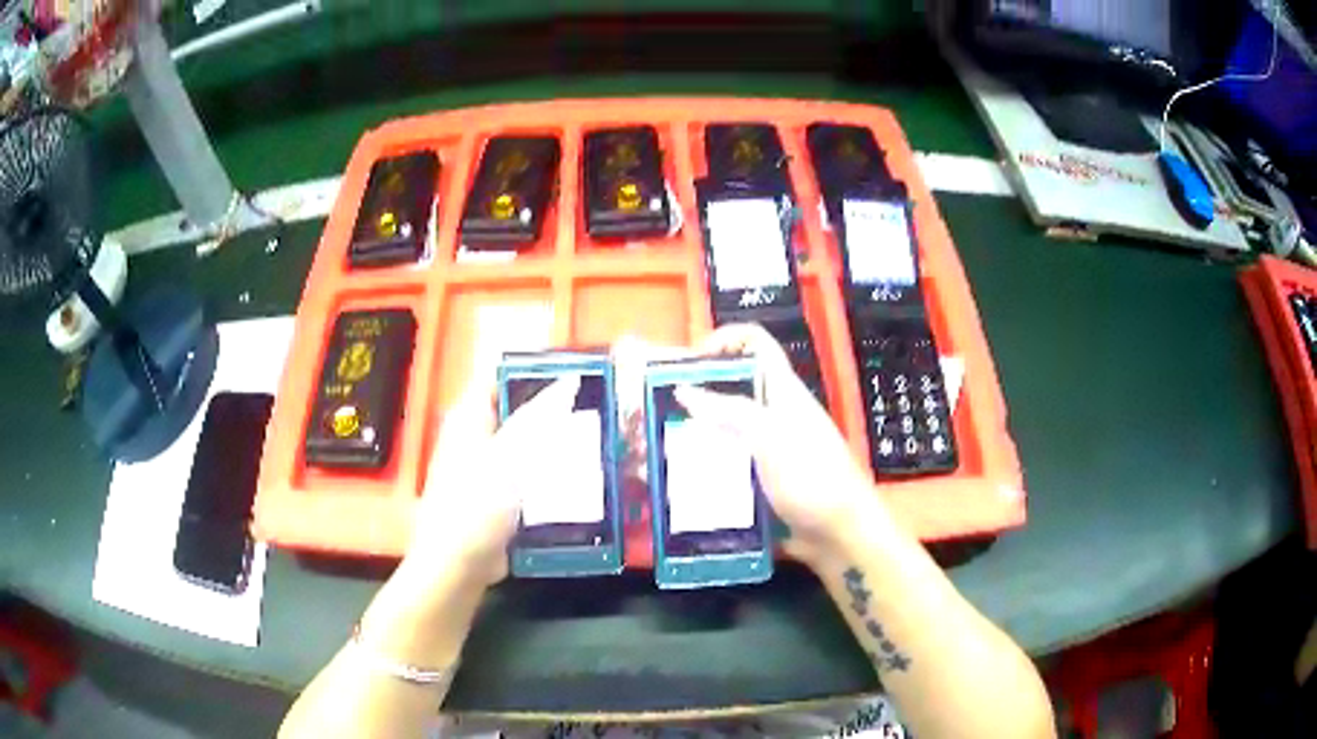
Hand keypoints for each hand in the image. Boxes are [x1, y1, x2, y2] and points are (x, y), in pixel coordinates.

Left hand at [404, 368, 580, 588]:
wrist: (458, 563)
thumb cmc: (476, 505)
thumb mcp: (511, 456)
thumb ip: (539, 418)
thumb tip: (568, 383)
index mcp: (469, 417)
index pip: (500, 376)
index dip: (534, 370)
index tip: (574, 371)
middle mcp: (474, 436)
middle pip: (516, 410)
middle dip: (551, 409)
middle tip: (592, 408)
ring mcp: (484, 467)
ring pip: (525, 444)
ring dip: (553, 444)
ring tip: (592, 439)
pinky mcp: (495, 496)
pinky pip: (527, 475)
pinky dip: (548, 474)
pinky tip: (576, 478)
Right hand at [675, 324, 884, 565]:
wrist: (842, 536)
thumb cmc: (813, 479)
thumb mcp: (771, 439)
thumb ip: (730, 412)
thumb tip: (684, 391)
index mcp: (783, 391)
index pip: (755, 343)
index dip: (723, 340)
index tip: (687, 363)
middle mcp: (775, 414)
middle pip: (733, 387)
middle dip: (696, 393)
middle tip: (658, 412)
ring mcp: (770, 449)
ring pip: (726, 429)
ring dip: (695, 435)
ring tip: (660, 450)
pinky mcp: (764, 481)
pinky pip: (728, 466)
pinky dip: (705, 469)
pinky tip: (681, 484)